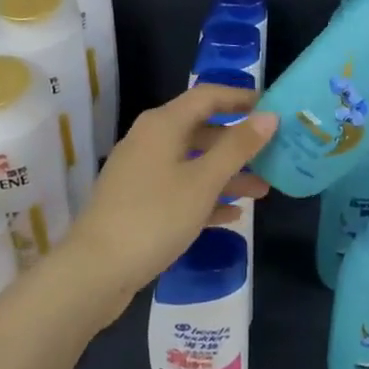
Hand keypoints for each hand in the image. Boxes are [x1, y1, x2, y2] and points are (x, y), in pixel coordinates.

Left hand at [62, 84, 276, 317]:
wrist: (94, 271)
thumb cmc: (155, 216)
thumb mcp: (204, 181)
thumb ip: (238, 147)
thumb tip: (269, 115)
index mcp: (163, 124)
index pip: (208, 96)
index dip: (240, 98)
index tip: (271, 108)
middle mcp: (150, 140)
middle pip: (202, 129)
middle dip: (238, 143)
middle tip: (273, 153)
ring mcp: (142, 172)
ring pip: (193, 162)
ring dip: (227, 174)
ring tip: (262, 191)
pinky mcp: (138, 202)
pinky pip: (180, 188)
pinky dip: (205, 196)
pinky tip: (232, 215)